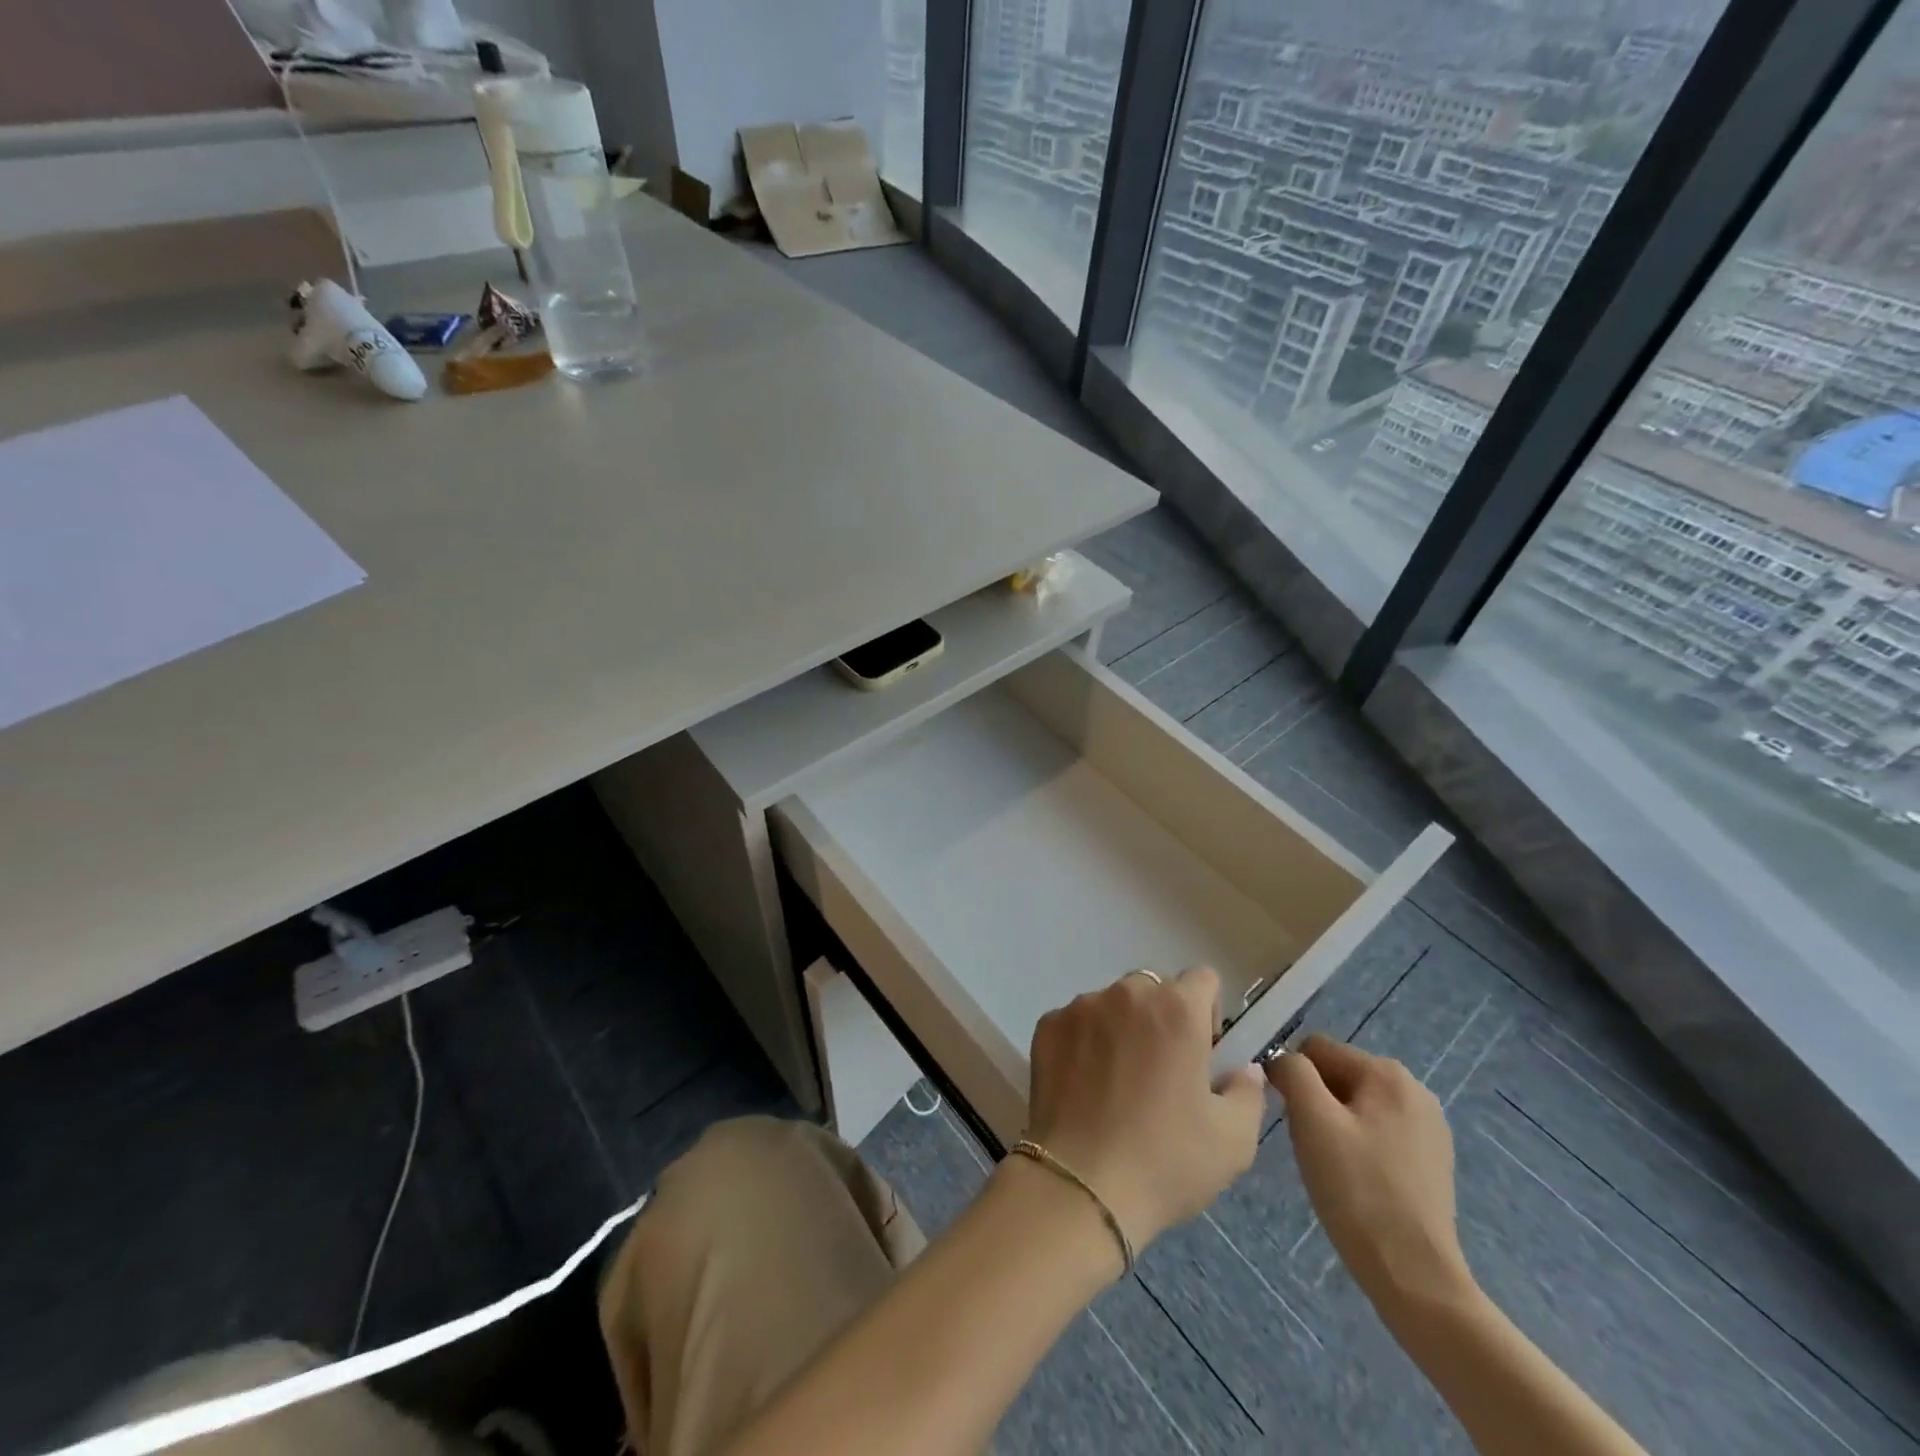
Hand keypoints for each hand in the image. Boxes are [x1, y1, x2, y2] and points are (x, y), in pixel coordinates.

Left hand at [1025, 967, 1266, 1255]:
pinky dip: (1084, 1043)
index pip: (1203, 980)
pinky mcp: (1047, 1025)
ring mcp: (1081, 1006)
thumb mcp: (1233, 1140)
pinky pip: (1075, 1023)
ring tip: (1117, 1084)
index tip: (1202, 1054)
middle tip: (1161, 1072)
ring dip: (1121, 1028)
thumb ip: (1247, 1092)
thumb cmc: (1166, 1161)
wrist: (1080, 1185)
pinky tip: (1084, 1089)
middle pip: (1154, 989)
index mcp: (1178, 1009)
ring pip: (1111, 1004)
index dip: (1208, 1013)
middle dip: (1163, 1019)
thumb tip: (1243, 1068)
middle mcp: (1127, 993)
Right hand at [1267, 1035, 1474, 1313]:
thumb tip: (1280, 1059)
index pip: (1315, 1049)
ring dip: (1334, 1125)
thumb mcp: (1311, 1120)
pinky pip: (1377, 1132)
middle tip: (1309, 1144)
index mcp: (1387, 1073)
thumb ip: (1292, 1072)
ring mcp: (1429, 1127)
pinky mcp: (1431, 1160)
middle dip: (1315, 1102)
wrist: (1416, 1277)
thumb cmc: (1357, 1191)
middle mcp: (1414, 1090)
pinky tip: (1355, 1180)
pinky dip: (1358, 1146)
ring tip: (1331, 1165)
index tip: (1288, 1117)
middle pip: (1337, 1075)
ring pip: (1355, 1105)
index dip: (1292, 1076)